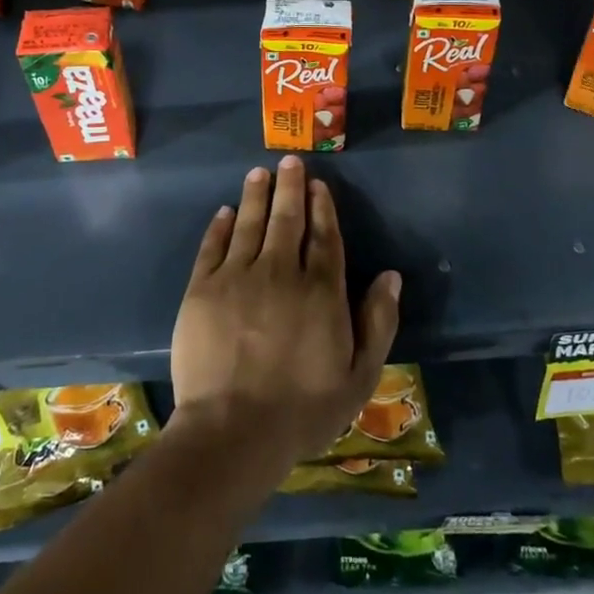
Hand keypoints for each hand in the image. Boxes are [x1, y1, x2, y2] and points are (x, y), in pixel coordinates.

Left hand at [170, 156, 401, 468]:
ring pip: (250, 224)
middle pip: (287, 220)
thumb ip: (378, 322)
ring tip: (259, 173)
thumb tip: (390, 276)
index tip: (318, 184)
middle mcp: (281, 272)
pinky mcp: (202, 290)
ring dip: (256, 196)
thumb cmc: (302, 410)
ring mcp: (238, 278)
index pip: (324, 237)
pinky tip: (225, 212)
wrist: (232, 432)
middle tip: (289, 162)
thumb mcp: (359, 377)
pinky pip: (212, 247)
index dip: (322, 207)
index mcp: (321, 291)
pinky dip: (220, 226)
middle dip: (290, 187)